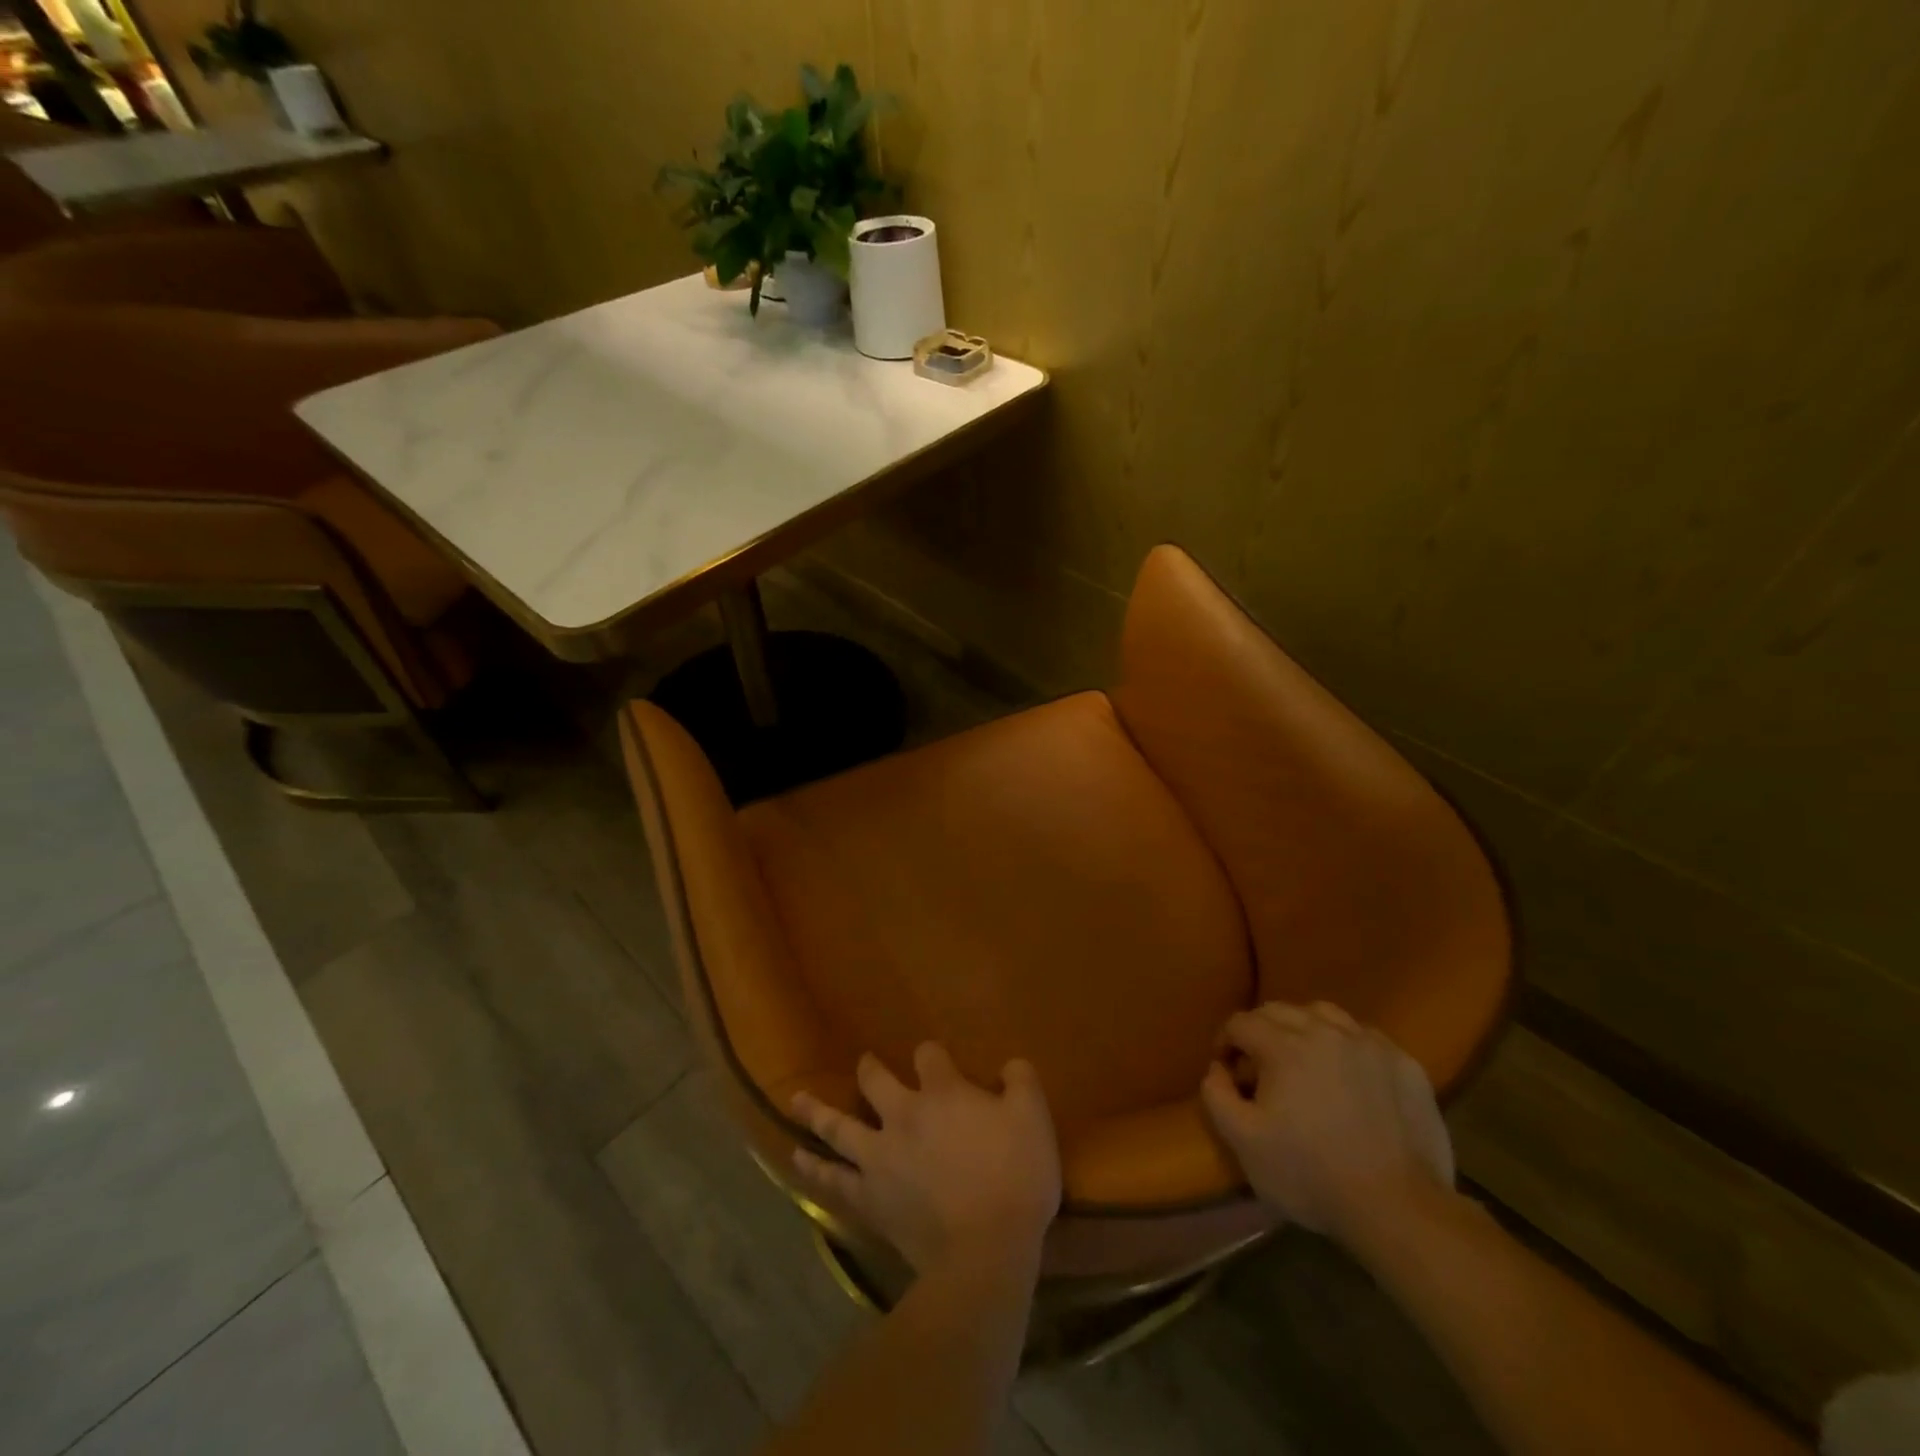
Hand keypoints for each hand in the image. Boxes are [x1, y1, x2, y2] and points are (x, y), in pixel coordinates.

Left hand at [791, 1044, 1061, 1273]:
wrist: (986, 1249)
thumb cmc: (1015, 1178)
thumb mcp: (1034, 1118)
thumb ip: (1021, 1081)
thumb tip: (1009, 1064)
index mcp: (943, 1092)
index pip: (929, 1055)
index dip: (932, 1054)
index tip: (936, 1059)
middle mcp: (904, 1114)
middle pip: (875, 1080)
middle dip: (870, 1069)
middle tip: (865, 1063)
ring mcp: (880, 1156)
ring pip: (839, 1125)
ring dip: (818, 1111)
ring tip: (797, 1100)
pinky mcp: (869, 1197)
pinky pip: (833, 1180)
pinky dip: (814, 1168)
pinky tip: (797, 1159)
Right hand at [1200, 1002, 1453, 1248]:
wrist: (1399, 1210)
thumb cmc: (1311, 1175)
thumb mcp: (1243, 1142)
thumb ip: (1217, 1095)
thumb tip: (1217, 1068)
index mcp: (1283, 1045)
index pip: (1241, 1022)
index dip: (1226, 1042)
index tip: (1228, 1070)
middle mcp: (1325, 1031)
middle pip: (1280, 1010)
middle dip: (1260, 1031)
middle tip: (1260, 1065)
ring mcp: (1369, 1044)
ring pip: (1324, 1014)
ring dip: (1304, 1028)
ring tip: (1304, 1060)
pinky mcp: (1405, 1065)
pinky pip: (1365, 1037)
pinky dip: (1347, 1045)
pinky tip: (1349, 1074)